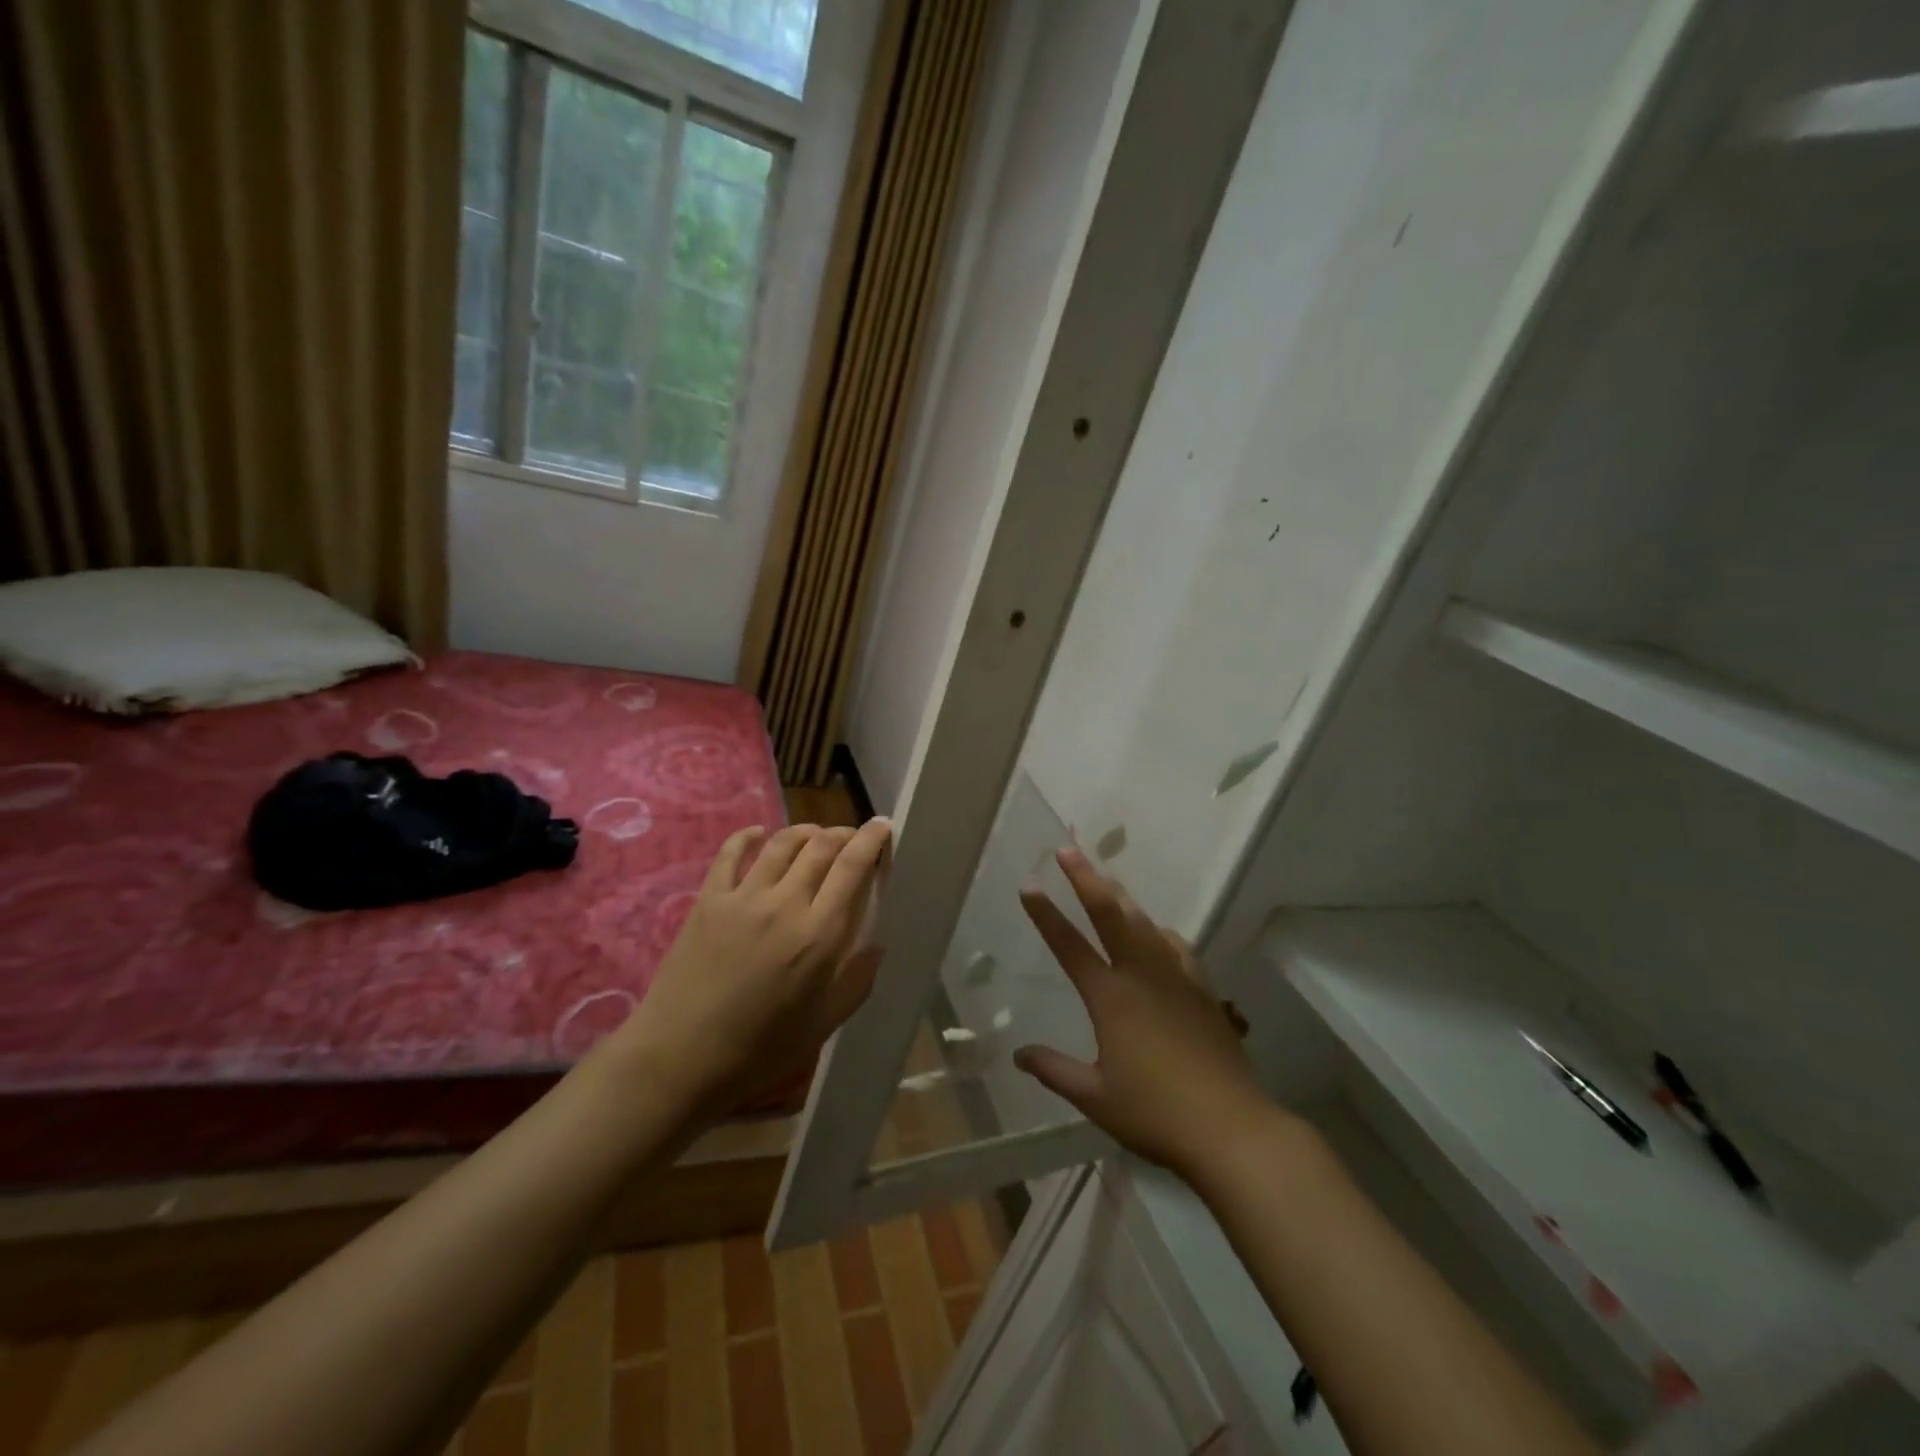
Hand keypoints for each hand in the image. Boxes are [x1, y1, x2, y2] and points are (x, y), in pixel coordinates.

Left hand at [618, 818, 891, 1116]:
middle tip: (852, 839)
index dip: (871, 839)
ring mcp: (743, 897)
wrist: (680, 1059)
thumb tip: (877, 944)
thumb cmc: (759, 1049)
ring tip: (815, 836)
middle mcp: (785, 904)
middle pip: (821, 846)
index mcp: (819, 935)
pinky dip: (749, 836)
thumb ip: (856, 980)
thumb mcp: (823, 1024)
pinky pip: (731, 852)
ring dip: (805, 831)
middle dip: (843, 834)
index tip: (883, 826)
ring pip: (782, 843)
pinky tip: (759, 834)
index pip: (852, 866)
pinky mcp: (709, 900)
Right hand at [1014, 847, 1271, 1180]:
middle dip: (1086, 879)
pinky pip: (1176, 946)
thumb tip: (1019, 1054)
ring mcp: (1177, 979)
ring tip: (1106, 877)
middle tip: (1069, 850)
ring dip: (1122, 897)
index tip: (1029, 885)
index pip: (1069, 946)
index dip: (1046, 914)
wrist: (1232, 1127)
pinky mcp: (1203, 990)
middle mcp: (1142, 976)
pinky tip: (1157, 932)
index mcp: (1111, 998)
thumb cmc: (1156, 1113)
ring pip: (1145, 923)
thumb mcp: (1095, 1097)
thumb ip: (1054, 1070)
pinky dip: (1158, 931)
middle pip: (1111, 915)